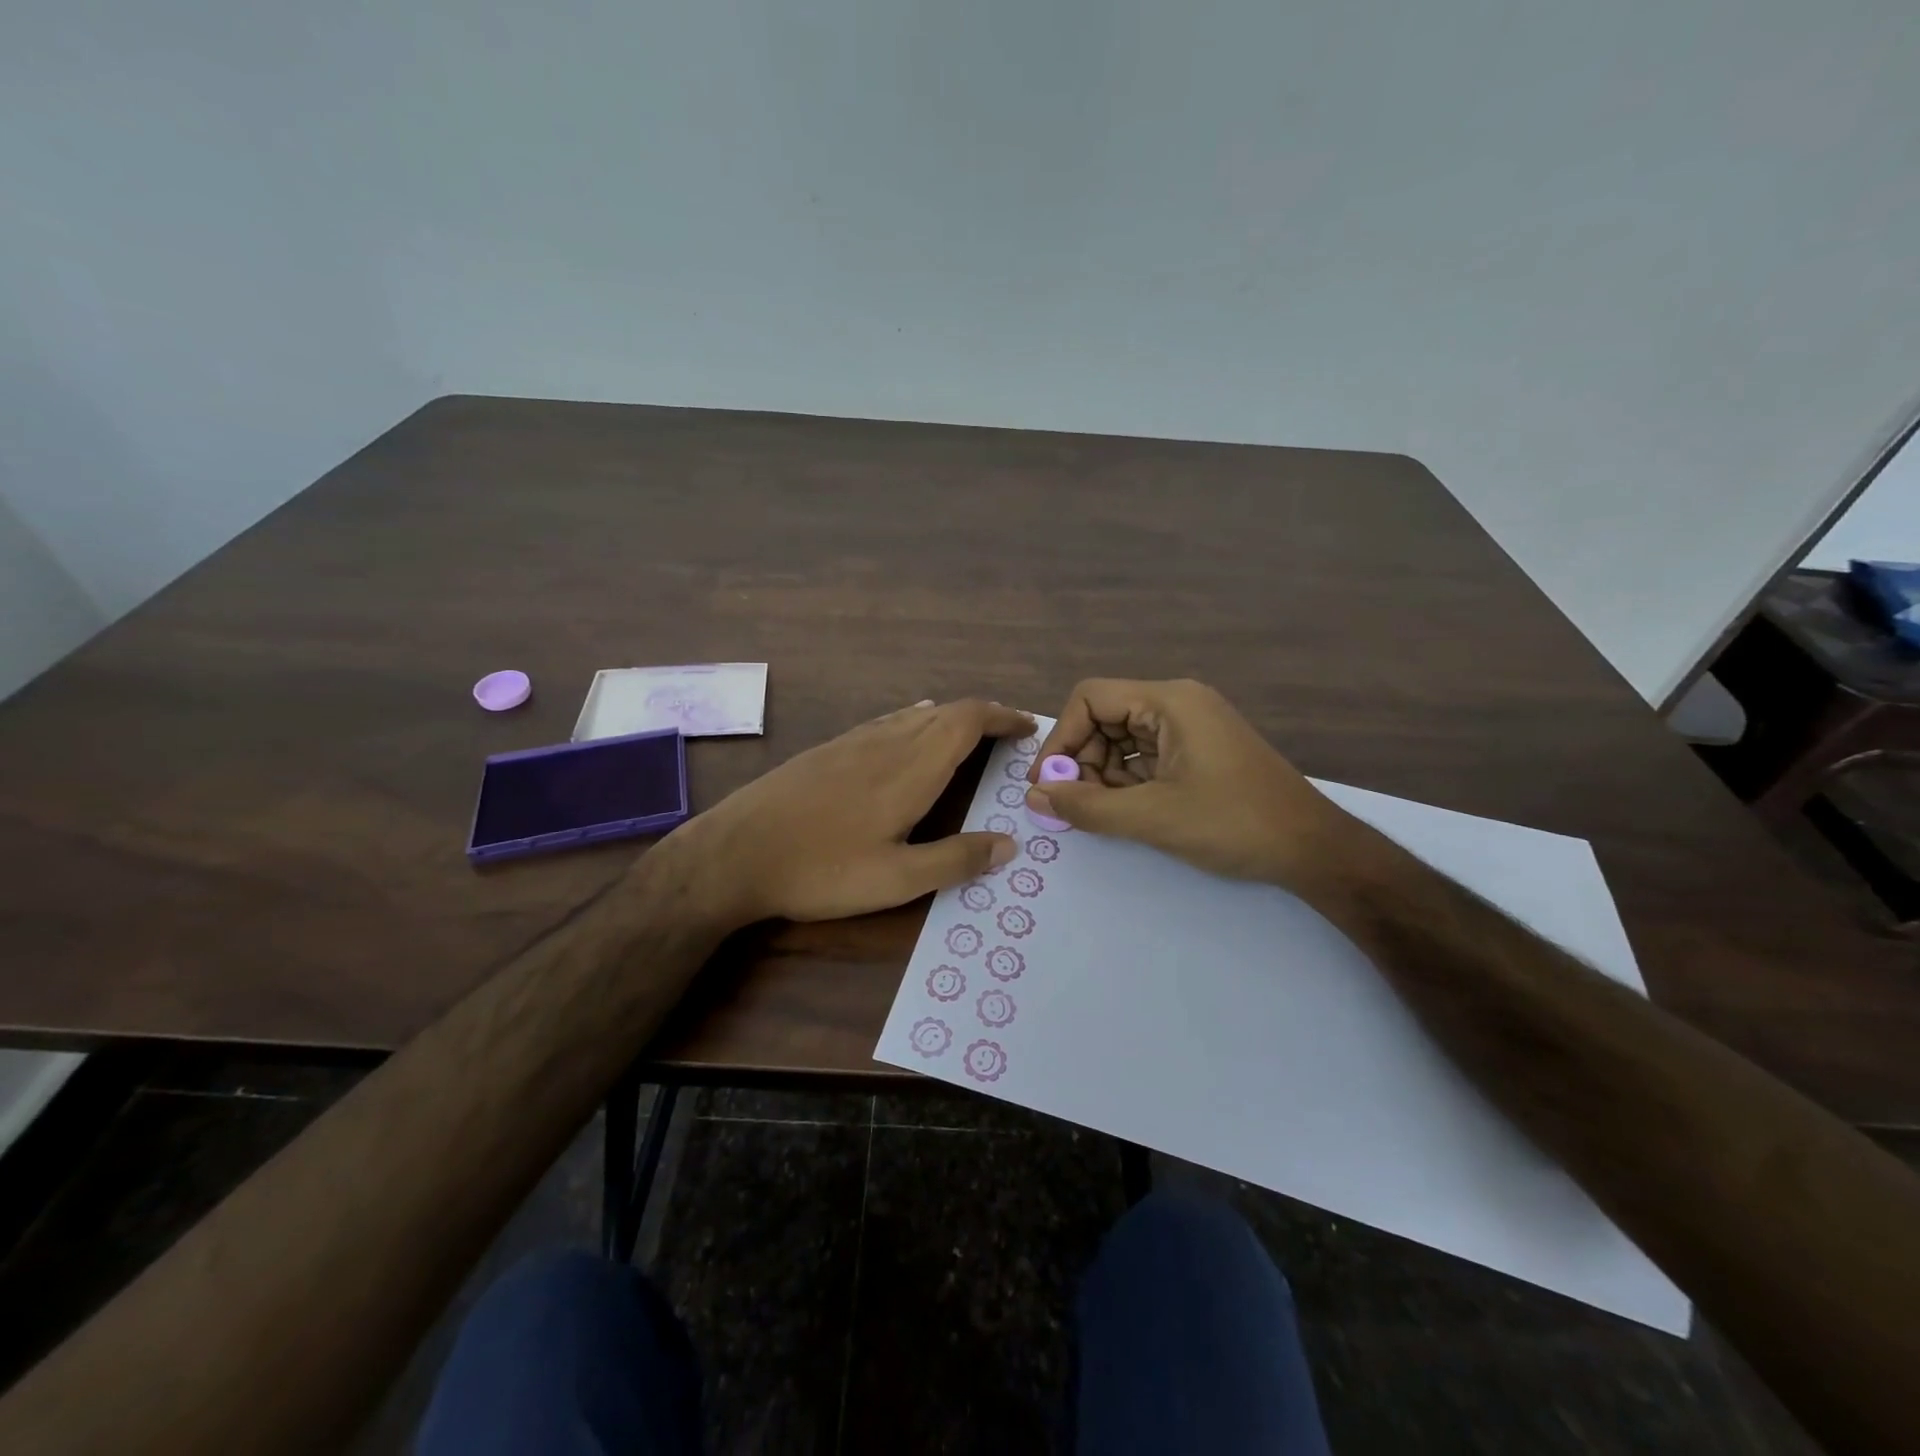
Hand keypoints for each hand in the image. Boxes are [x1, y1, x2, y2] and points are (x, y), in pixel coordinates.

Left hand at [672, 698, 1034, 925]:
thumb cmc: (821, 868)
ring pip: (915, 715)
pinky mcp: (829, 750)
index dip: (1002, 717)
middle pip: (945, 712)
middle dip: (983, 717)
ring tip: (969, 739)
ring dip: (949, 720)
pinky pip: (887, 723)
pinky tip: (909, 740)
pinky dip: (916, 723)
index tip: (1028, 726)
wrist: (735, 851)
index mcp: (910, 768)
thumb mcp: (896, 879)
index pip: (967, 720)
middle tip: (1007, 737)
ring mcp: (853, 741)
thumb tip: (1008, 844)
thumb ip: (955, 860)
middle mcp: (886, 742)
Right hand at [1027, 678, 1360, 895]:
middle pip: (1105, 717)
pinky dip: (1126, 781)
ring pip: (1122, 739)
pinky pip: (1145, 756)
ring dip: (1102, 774)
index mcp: (1169, 701)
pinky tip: (1126, 811)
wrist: (1313, 850)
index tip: (1049, 783)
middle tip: (1074, 805)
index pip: (1090, 698)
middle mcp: (1178, 704)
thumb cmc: (1233, 823)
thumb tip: (1033, 796)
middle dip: (1081, 760)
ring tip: (1101, 813)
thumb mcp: (1152, 817)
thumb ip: (1086, 806)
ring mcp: (1191, 728)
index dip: (1061, 739)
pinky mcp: (1198, 752)